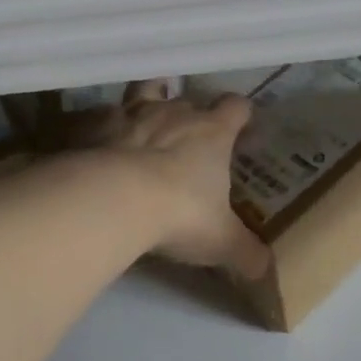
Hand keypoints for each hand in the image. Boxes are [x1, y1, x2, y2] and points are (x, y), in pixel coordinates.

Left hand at [70, 83, 271, 279]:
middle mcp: (174, 112)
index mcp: (212, 132)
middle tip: (188, 139)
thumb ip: (246, 254)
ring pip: (144, 89)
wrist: (112, 199)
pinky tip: (100, 145)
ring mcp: (131, 113)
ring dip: (146, 99)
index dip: (240, 114)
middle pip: (187, 98)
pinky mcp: (93, 124)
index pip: (236, 107)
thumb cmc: (178, 213)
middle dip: (189, 112)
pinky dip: (103, 126)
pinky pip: (100, 115)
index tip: (241, 127)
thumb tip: (267, 271)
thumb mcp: (221, 241)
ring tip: (144, 120)